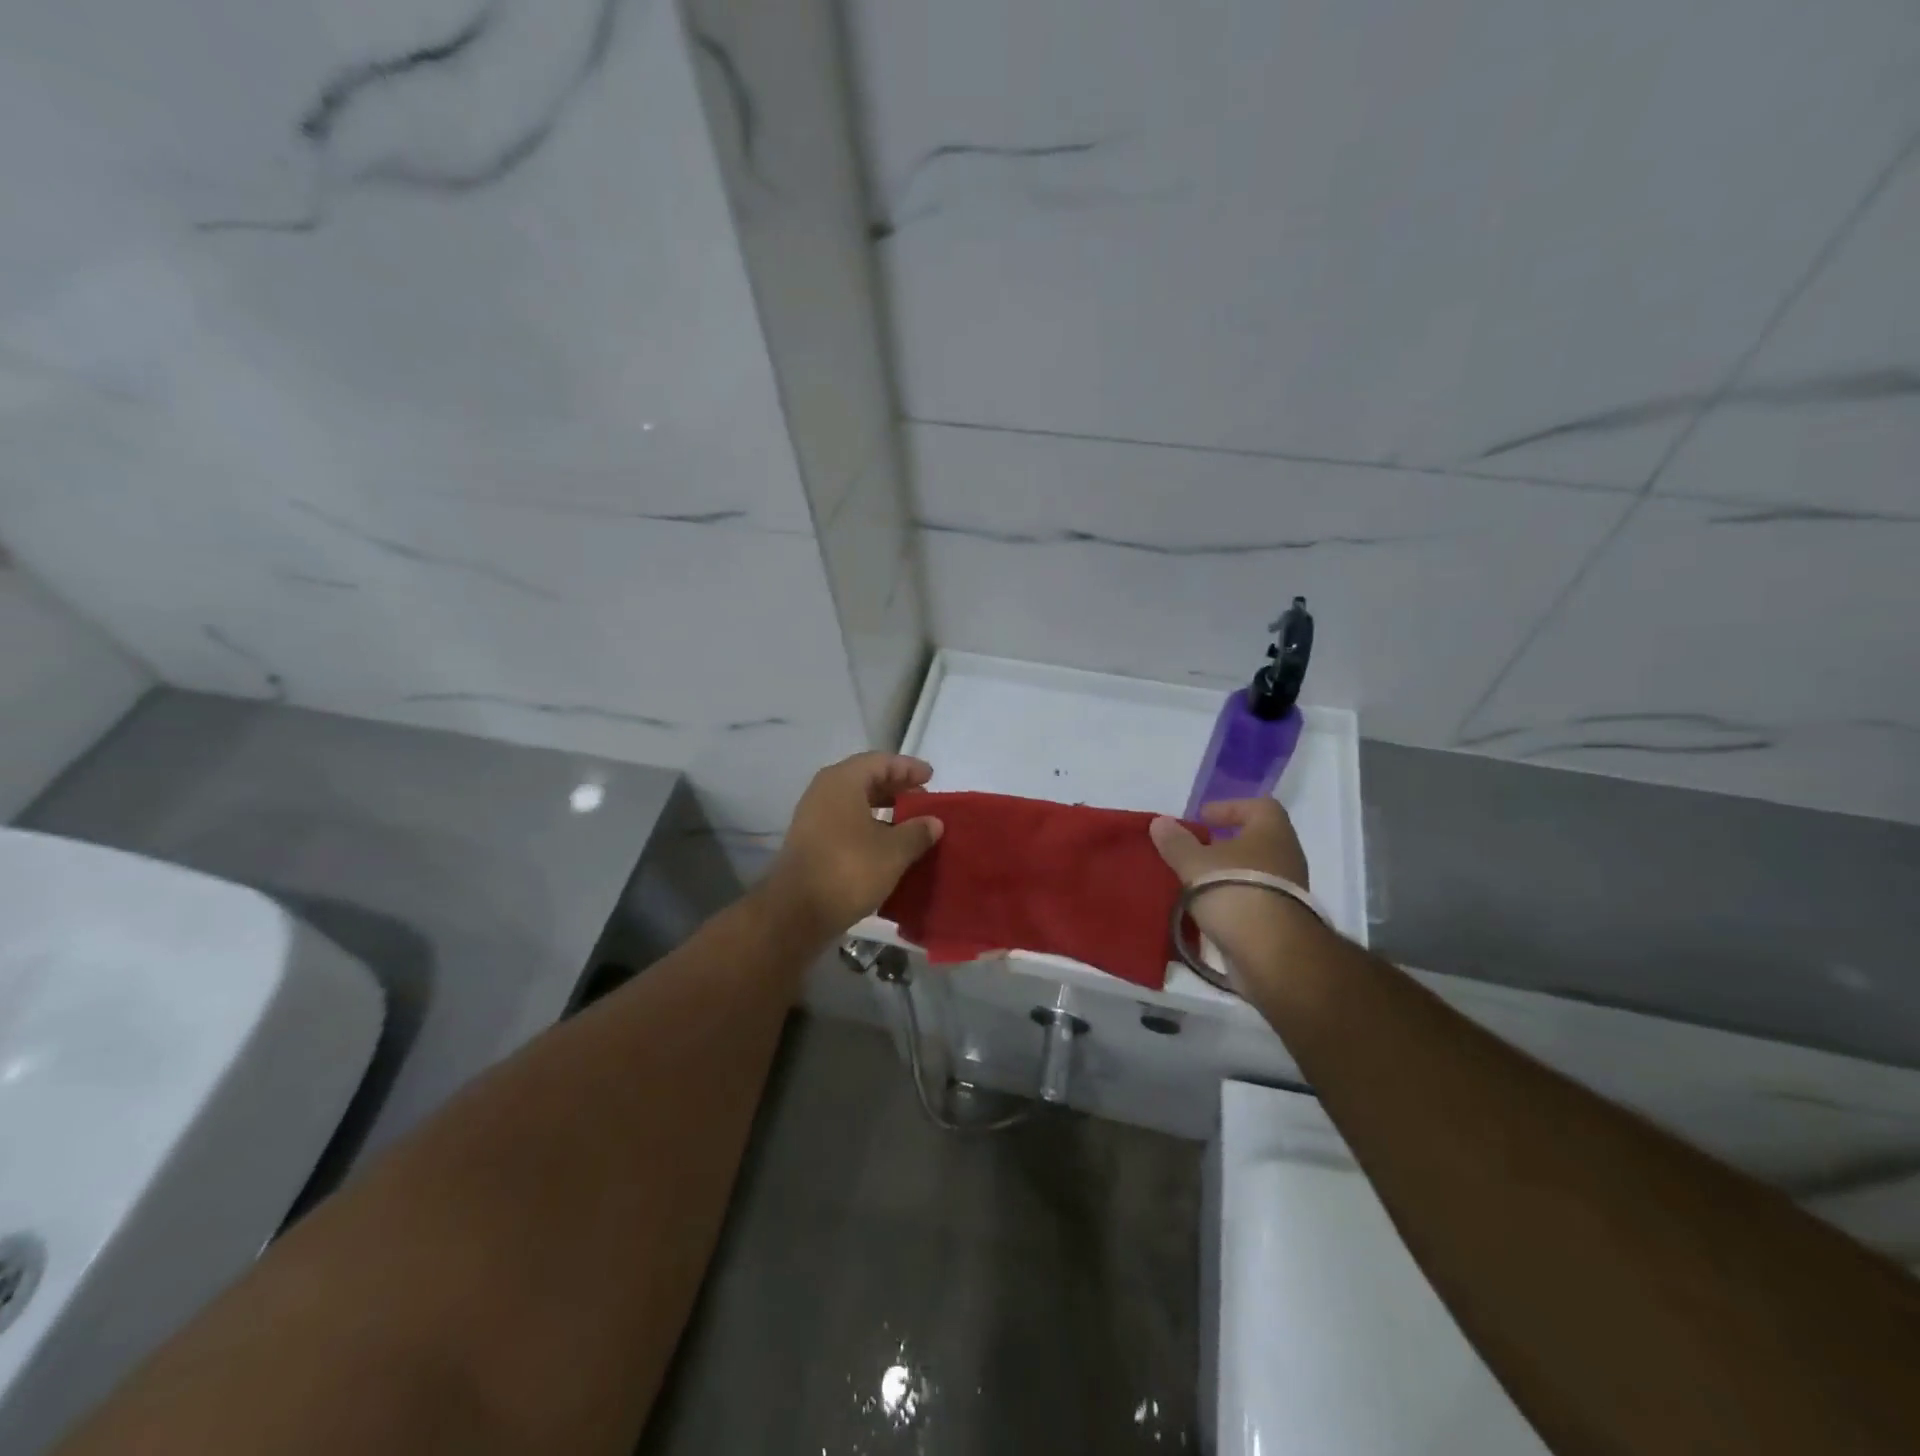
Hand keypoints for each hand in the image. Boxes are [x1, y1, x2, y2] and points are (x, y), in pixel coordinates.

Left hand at [760, 753, 943, 942]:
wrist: (795, 912)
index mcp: (843, 781)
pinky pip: (846, 821)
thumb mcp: (893, 851)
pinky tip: (887, 844)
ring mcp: (814, 816)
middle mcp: (824, 791)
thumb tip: (933, 822)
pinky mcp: (811, 841)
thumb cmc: (849, 870)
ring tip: (910, 823)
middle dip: (896, 787)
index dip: (908, 767)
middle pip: (866, 779)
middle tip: (923, 800)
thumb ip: (917, 832)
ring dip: (883, 809)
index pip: (881, 762)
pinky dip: (868, 825)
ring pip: (855, 802)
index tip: (931, 776)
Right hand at [1149, 799, 1315, 974]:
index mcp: (1272, 832)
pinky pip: (1255, 897)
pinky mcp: (1283, 919)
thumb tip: (1160, 822)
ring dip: (1229, 872)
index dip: (1229, 808)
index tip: (1202, 819)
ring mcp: (1288, 889)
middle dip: (1225, 843)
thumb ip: (1176, 842)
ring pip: (1255, 870)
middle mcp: (1286, 855)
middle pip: (1256, 839)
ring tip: (1197, 880)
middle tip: (1196, 850)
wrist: (1272, 952)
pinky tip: (1209, 907)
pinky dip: (1234, 897)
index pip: (1259, 806)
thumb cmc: (1234, 890)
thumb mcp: (1194, 863)